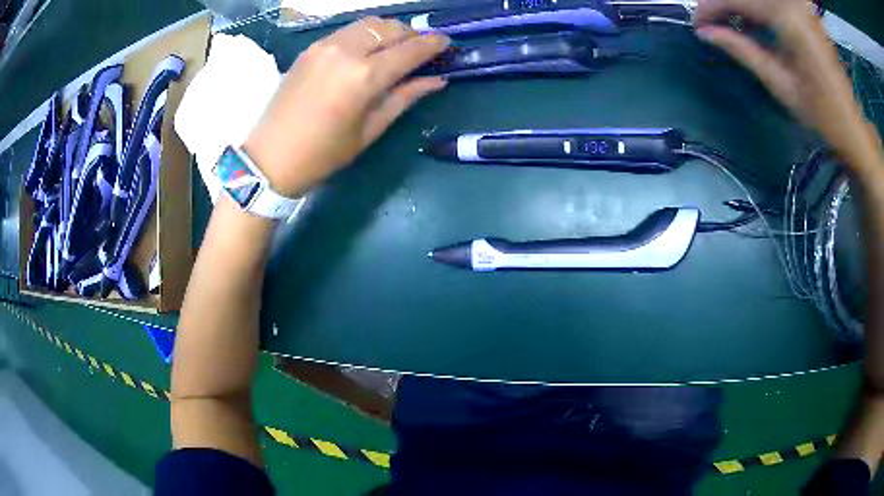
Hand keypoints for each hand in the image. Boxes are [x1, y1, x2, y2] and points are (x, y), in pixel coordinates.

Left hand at [244, 17, 449, 196]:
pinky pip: (348, 30)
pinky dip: (366, 34)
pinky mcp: (311, 48)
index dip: (433, 44)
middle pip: (390, 28)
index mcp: (364, 76)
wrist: (269, 157)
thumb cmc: (323, 154)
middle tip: (422, 48)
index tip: (447, 43)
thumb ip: (404, 98)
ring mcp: (325, 45)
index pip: (409, 49)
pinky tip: (369, 49)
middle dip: (412, 34)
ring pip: (369, 24)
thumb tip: (437, 80)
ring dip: (389, 31)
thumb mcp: (369, 130)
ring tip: (397, 46)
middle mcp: (346, 51)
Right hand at [694, 0, 881, 170]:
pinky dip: (757, 9)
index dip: (711, 7)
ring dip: (741, 7)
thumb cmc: (822, 115)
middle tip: (710, 23)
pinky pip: (773, 3)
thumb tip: (706, 33)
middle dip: (724, 4)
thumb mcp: (781, 85)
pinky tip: (750, 21)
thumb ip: (743, 50)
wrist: (852, 126)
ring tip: (727, 23)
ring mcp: (800, 6)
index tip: (697, 24)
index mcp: (788, 18)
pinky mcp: (804, 11)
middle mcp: (793, 3)